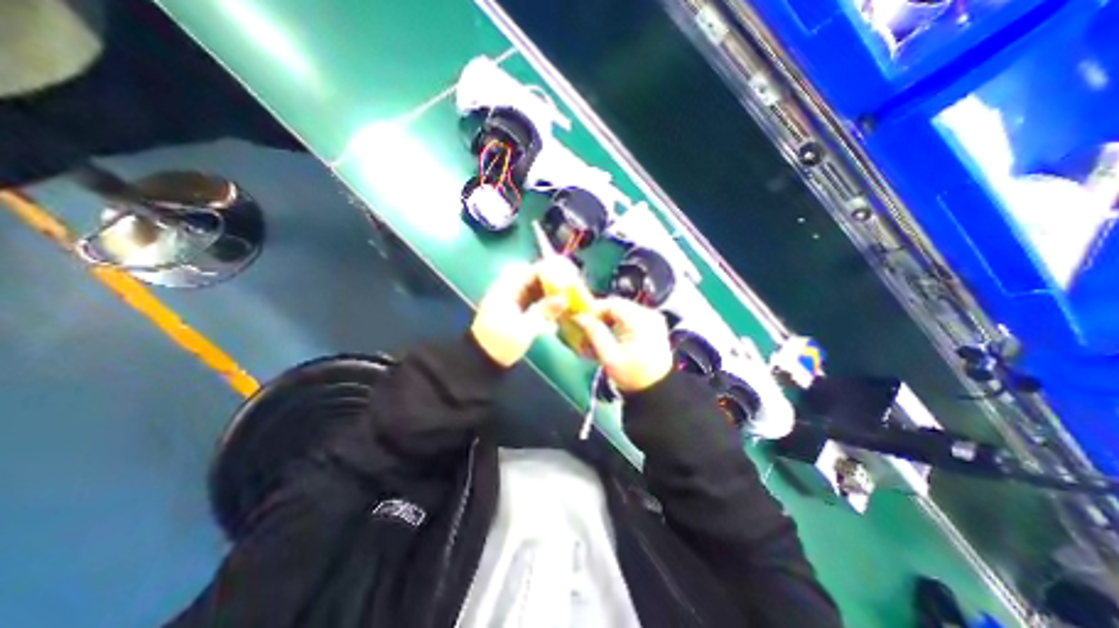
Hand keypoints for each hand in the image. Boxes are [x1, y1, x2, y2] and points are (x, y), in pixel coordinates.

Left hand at [472, 257, 576, 367]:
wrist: (480, 360)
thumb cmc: (500, 343)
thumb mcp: (524, 328)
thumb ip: (544, 310)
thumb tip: (564, 298)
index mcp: (508, 288)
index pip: (533, 270)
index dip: (553, 270)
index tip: (570, 274)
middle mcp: (510, 289)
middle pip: (536, 278)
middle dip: (555, 280)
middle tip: (573, 286)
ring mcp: (512, 300)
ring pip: (536, 289)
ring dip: (552, 291)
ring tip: (569, 296)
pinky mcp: (515, 311)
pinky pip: (534, 299)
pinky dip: (546, 302)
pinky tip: (558, 308)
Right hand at [572, 296, 667, 392]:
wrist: (658, 390)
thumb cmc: (633, 376)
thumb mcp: (609, 357)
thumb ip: (594, 333)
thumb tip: (580, 317)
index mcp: (640, 320)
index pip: (612, 303)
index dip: (593, 308)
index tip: (580, 318)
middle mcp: (649, 314)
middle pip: (617, 305)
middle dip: (600, 315)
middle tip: (585, 327)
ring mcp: (652, 319)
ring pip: (622, 310)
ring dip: (607, 319)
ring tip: (595, 334)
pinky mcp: (653, 325)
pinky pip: (630, 316)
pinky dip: (617, 323)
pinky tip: (609, 336)